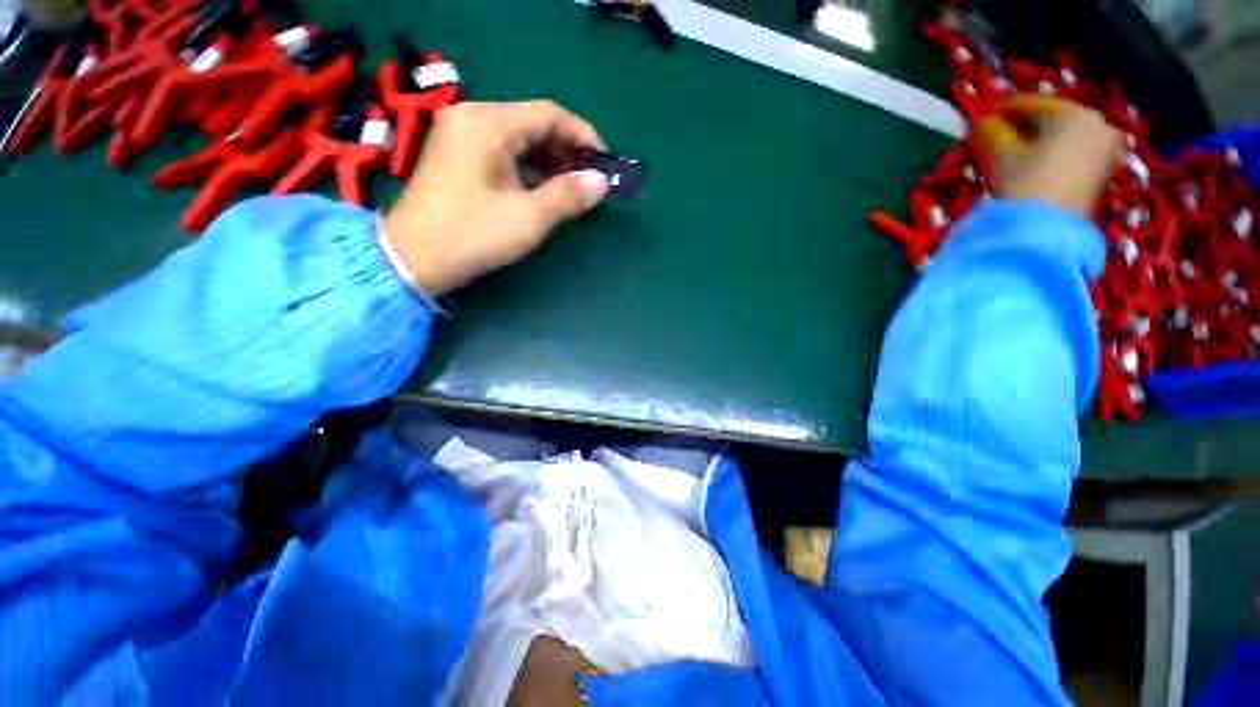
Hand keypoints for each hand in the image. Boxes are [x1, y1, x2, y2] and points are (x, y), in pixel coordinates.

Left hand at [382, 101, 610, 295]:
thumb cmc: (473, 234)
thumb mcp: (529, 218)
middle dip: (567, 151)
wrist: (412, 258)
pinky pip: (502, 151)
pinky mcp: (456, 154)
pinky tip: (543, 188)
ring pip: (519, 138)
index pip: (549, 114)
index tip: (604, 164)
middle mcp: (472, 117)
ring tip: (571, 188)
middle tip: (589, 181)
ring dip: (549, 161)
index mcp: (488, 123)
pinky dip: (528, 167)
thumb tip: (600, 182)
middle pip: (533, 123)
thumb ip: (568, 195)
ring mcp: (460, 134)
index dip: (583, 136)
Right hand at [971, 96, 1122, 216]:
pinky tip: (1032, 164)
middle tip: (997, 135)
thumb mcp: (1001, 155)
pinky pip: (1073, 152)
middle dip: (1023, 127)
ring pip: (1063, 136)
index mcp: (1073, 113)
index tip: (982, 117)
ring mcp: (1105, 148)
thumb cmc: (1025, 184)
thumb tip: (982, 121)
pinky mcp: (1103, 171)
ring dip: (1037, 141)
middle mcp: (1096, 123)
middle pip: (1052, 119)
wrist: (1049, 231)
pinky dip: (1052, 154)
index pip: (1032, 103)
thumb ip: (990, 132)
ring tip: (1012, 152)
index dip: (1003, 109)